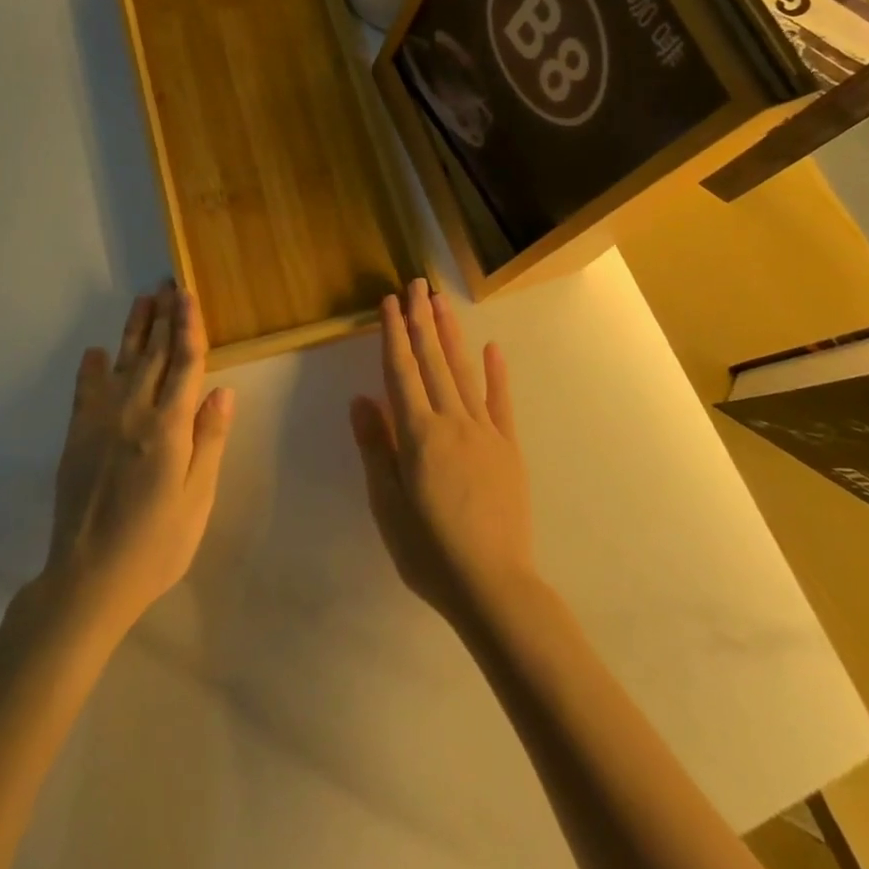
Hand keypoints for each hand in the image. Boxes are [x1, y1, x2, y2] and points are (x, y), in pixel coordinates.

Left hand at [42, 281, 235, 636]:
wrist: (88, 579)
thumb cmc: (155, 544)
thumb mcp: (197, 498)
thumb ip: (208, 440)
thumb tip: (222, 390)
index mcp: (169, 427)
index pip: (185, 363)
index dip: (189, 326)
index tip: (188, 294)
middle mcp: (134, 412)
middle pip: (153, 353)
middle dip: (163, 316)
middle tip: (168, 284)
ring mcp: (101, 421)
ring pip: (122, 362)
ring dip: (134, 329)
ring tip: (142, 300)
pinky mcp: (77, 436)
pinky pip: (85, 390)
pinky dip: (91, 368)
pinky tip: (96, 351)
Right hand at [349, 278, 535, 626]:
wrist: (493, 585)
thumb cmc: (428, 550)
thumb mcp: (386, 503)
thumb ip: (375, 447)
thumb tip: (360, 399)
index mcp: (417, 433)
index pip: (400, 371)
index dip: (393, 334)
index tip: (389, 302)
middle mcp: (451, 421)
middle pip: (432, 361)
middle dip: (422, 320)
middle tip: (417, 284)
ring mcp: (484, 431)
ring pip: (464, 372)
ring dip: (450, 334)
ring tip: (441, 302)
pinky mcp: (508, 448)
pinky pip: (501, 402)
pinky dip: (497, 373)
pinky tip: (492, 347)